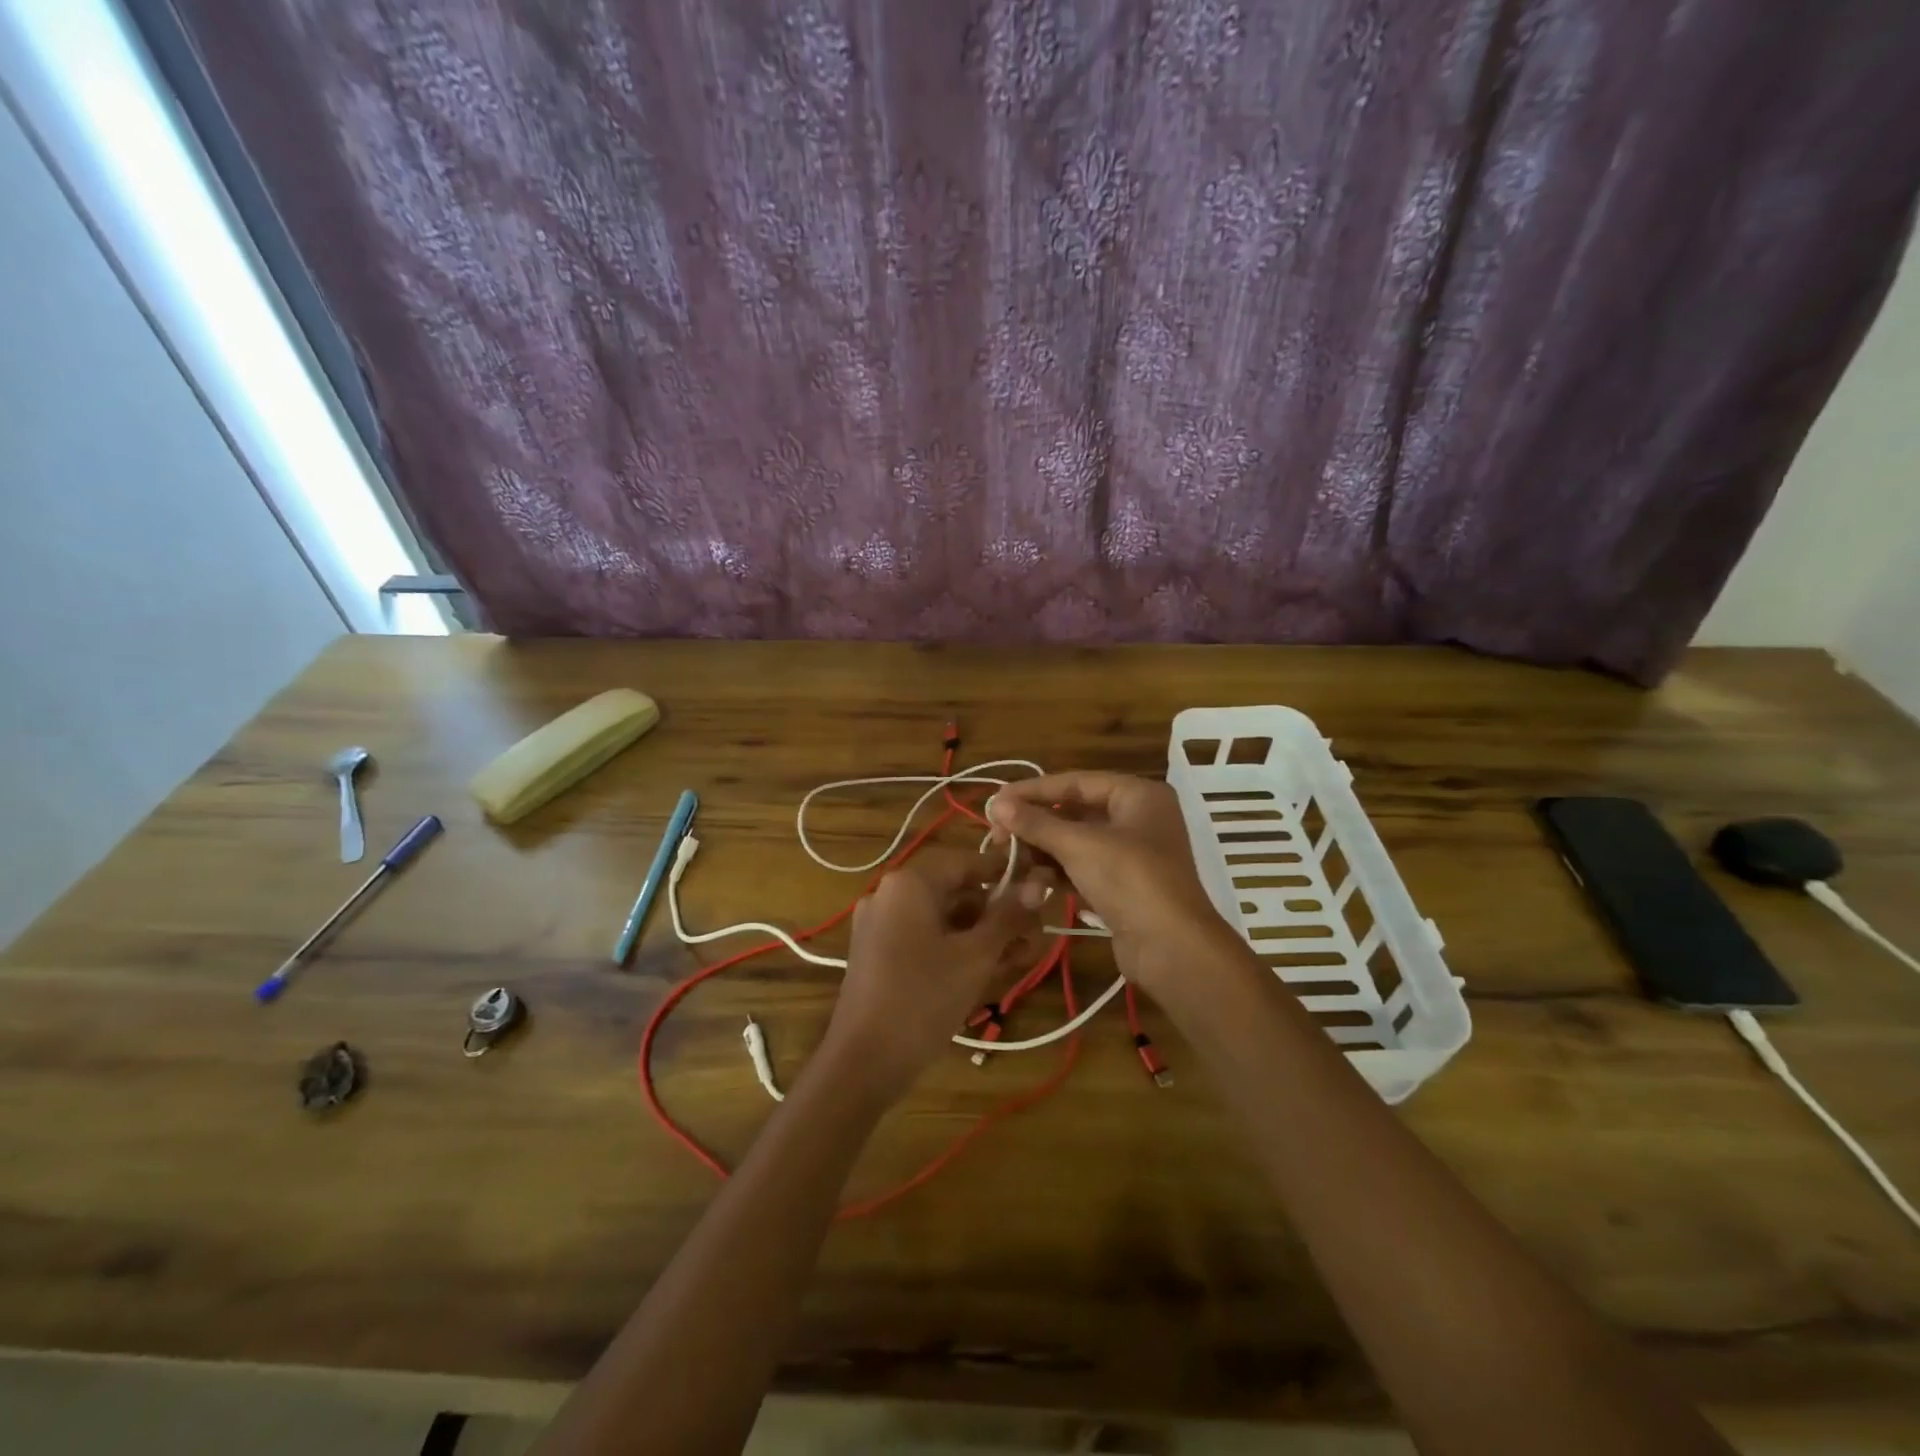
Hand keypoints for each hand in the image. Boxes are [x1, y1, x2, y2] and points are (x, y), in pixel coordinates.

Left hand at [819, 850, 1049, 1102]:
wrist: (863, 1062)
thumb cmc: (923, 998)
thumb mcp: (975, 956)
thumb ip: (1008, 917)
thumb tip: (1038, 885)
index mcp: (909, 883)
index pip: (966, 862)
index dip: (1004, 873)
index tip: (1039, 888)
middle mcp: (890, 895)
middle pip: (955, 892)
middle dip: (997, 912)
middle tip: (1035, 935)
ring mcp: (880, 926)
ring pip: (943, 919)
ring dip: (982, 934)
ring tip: (1021, 957)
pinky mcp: (878, 955)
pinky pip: (925, 939)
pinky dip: (956, 949)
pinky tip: (990, 970)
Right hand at [987, 772, 1236, 999]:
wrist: (1172, 949)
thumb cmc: (1130, 880)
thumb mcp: (1079, 846)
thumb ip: (1036, 823)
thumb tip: (996, 803)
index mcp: (1138, 795)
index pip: (1076, 782)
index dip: (1033, 791)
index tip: (996, 801)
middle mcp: (1137, 818)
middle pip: (1074, 813)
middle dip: (1034, 827)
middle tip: (997, 838)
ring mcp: (1131, 855)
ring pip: (1075, 844)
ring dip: (1041, 856)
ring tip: (1010, 869)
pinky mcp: (1122, 887)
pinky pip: (1082, 870)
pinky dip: (1057, 876)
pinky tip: (1032, 889)